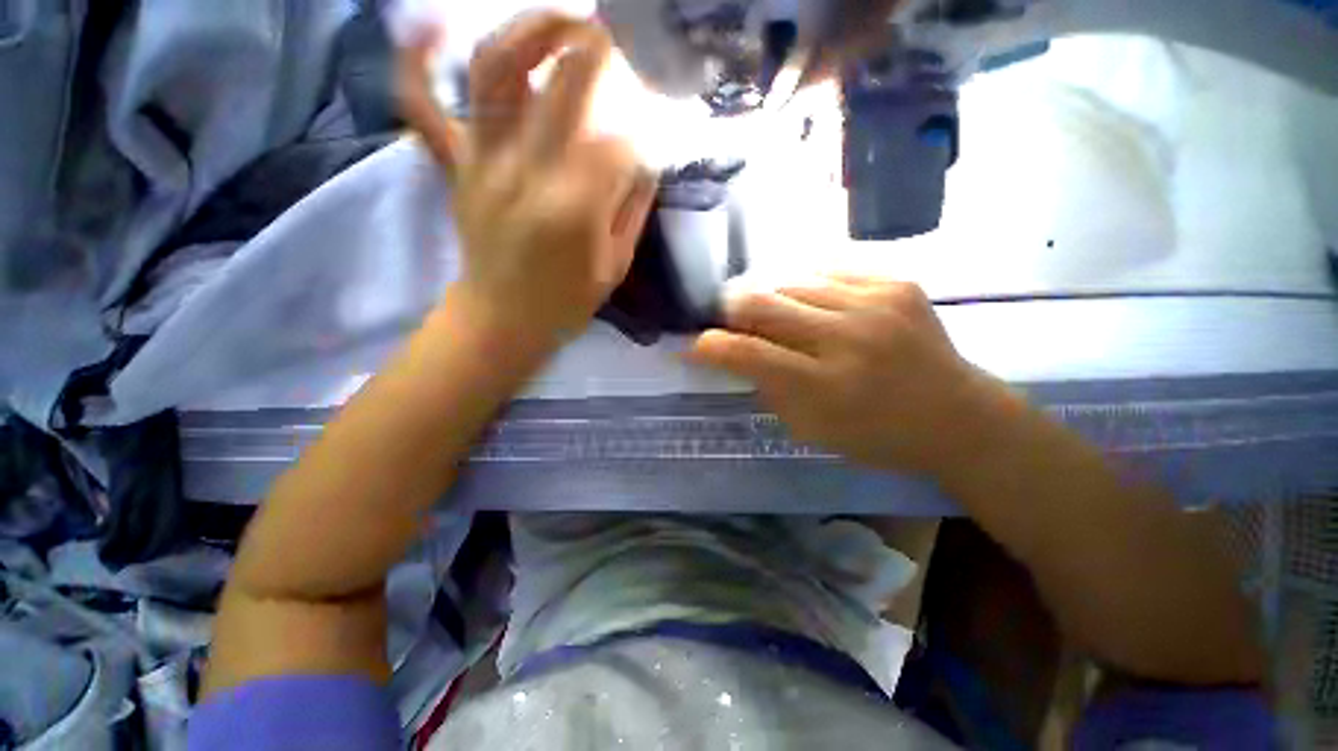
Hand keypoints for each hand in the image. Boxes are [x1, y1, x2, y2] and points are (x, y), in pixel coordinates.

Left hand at [398, 13, 658, 350]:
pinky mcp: (454, 166)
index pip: (615, 143)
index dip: (638, 131)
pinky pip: (422, 106)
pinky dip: (417, 63)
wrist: (501, 320)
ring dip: (528, 28)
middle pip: (560, 84)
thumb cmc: (565, 302)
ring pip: (494, 71)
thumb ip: (632, 208)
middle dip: (593, 47)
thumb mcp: (615, 265)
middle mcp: (525, 170)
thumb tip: (643, 160)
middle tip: (612, 30)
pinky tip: (430, 28)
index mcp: (574, 207)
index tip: (648, 131)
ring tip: (558, 18)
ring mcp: (481, 161)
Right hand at [689, 276, 1014, 478]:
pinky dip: (809, 289)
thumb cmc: (876, 435)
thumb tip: (736, 353)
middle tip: (728, 319)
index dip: (710, 345)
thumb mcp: (810, 429)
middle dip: (731, 309)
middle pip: (762, 302)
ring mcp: (876, 303)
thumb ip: (768, 388)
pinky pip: (829, 273)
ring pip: (791, 281)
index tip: (694, 344)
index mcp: (824, 386)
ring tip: (773, 313)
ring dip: (771, 298)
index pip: (746, 352)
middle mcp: (847, 338)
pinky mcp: (897, 284)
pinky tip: (815, 306)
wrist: (957, 416)